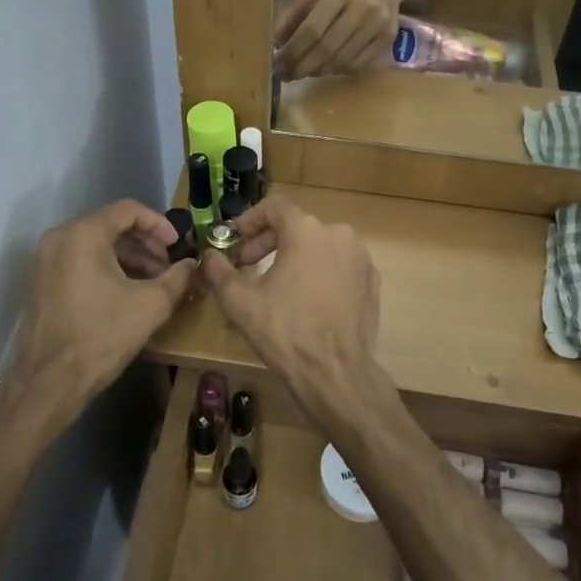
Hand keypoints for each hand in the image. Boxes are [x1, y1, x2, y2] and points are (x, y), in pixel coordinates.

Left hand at [2, 200, 193, 433]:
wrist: (50, 381)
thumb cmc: (102, 335)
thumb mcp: (151, 305)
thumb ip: (177, 277)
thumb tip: (192, 264)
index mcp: (83, 234)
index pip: (128, 210)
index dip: (159, 224)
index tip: (178, 245)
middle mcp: (60, 238)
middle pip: (111, 225)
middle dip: (145, 243)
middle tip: (169, 265)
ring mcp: (46, 260)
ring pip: (96, 244)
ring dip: (129, 257)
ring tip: (154, 282)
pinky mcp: (42, 281)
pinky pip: (80, 261)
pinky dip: (107, 268)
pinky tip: (128, 292)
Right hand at [198, 198, 396, 432]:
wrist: (336, 373)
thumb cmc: (285, 332)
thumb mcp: (240, 302)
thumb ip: (219, 271)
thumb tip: (209, 256)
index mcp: (307, 231)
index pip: (274, 207)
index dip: (249, 220)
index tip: (234, 240)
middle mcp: (339, 234)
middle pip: (297, 226)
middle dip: (267, 242)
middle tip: (247, 265)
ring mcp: (360, 258)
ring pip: (319, 245)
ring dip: (293, 256)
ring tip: (274, 283)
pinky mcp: (371, 281)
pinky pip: (338, 265)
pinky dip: (319, 272)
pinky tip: (305, 299)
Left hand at [274, 0, 409, 79]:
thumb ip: (293, 12)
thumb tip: (275, 43)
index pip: (312, 29)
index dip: (293, 51)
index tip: (277, 64)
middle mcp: (362, 7)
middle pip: (327, 48)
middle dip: (302, 67)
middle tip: (286, 75)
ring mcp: (378, 25)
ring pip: (342, 60)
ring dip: (318, 71)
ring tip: (303, 72)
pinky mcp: (388, 38)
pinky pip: (358, 64)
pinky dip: (338, 71)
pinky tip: (326, 68)